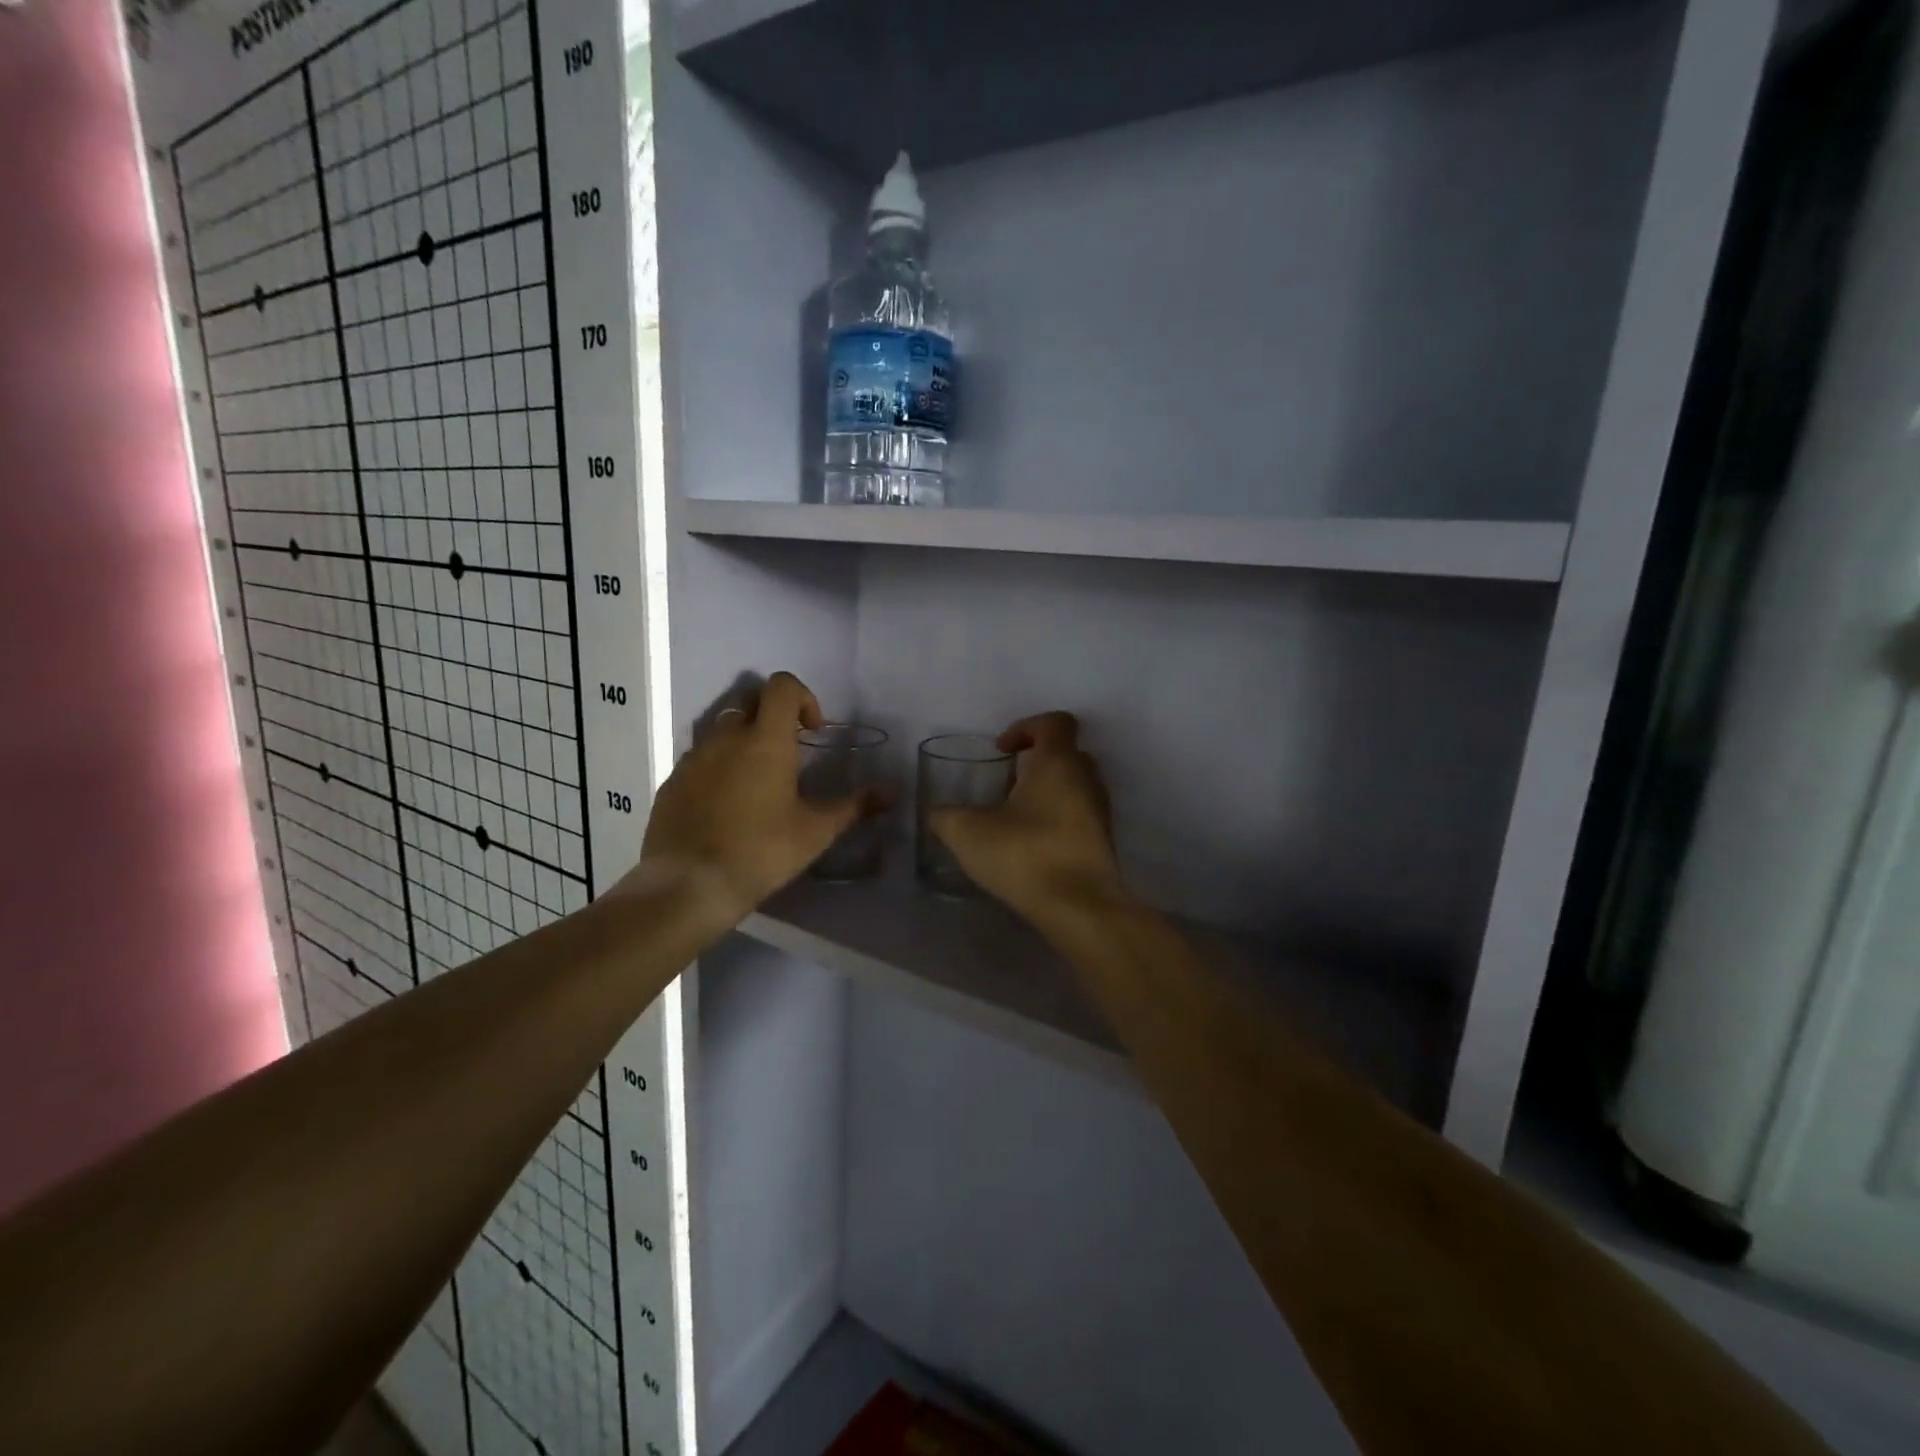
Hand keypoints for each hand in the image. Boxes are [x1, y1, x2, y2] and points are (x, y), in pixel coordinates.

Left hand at [633, 673, 877, 917]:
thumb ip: (854, 806)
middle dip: (773, 716)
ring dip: (743, 742)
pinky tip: (726, 806)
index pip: (782, 686)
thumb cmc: (761, 852)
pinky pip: (699, 759)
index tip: (813, 732)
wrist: (688, 885)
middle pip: (751, 701)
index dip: (803, 698)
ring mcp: (693, 758)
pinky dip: (718, 768)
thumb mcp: (816, 831)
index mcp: (766, 740)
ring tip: (757, 782)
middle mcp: (726, 738)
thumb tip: (891, 792)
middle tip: (789, 752)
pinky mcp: (672, 782)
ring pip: (722, 730)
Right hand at [929, 711, 1126, 923]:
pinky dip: (1057, 818)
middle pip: (1066, 752)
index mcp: (1058, 762)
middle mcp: (1086, 778)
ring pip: (1074, 785)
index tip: (1001, 749)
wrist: (1079, 907)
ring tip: (1014, 816)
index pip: (1054, 722)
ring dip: (1047, 791)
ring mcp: (1100, 811)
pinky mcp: (1102, 842)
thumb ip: (946, 816)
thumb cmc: (1025, 854)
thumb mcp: (968, 832)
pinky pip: (1079, 815)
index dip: (1025, 726)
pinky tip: (1030, 844)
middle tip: (1006, 782)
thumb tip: (936, 813)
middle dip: (1035, 761)